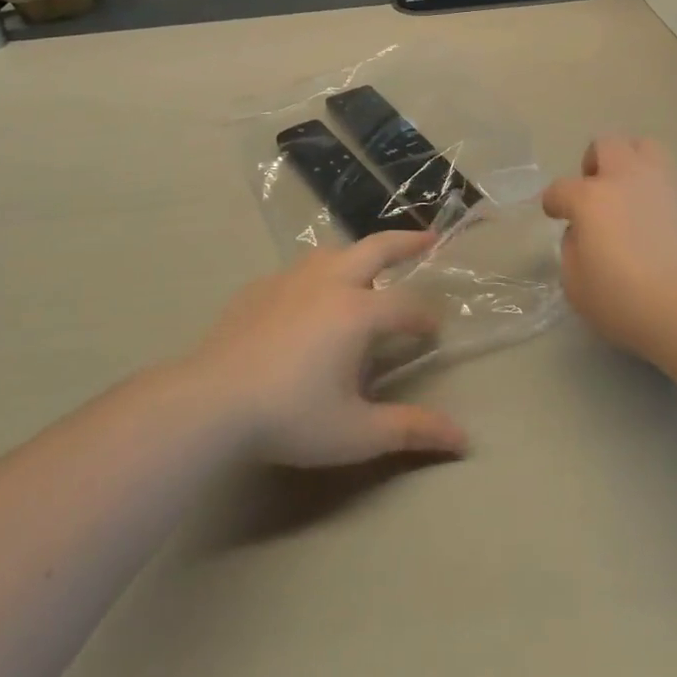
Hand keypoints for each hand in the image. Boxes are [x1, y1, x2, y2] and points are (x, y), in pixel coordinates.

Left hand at [185, 231, 467, 467]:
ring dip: (357, 254)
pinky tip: (307, 299)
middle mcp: (328, 282)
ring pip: (332, 251)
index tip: (433, 332)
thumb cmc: (291, 416)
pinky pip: (298, 271)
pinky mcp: (259, 287)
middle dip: (406, 242)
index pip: (406, 305)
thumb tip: (463, 438)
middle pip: (376, 247)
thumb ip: (410, 430)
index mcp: (357, 311)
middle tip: (429, 238)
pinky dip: (316, 275)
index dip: (425, 318)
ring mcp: (290, 279)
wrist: (212, 400)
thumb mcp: (356, 432)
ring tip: (366, 267)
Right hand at [541, 137, 676, 356]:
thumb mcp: (576, 285)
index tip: (555, 213)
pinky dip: (662, 189)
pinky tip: (663, 217)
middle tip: (595, 189)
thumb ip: (572, 250)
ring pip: (646, 148)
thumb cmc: (626, 301)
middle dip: (595, 162)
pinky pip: (673, 179)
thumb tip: (582, 234)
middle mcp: (627, 178)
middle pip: (606, 145)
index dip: (554, 201)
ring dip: (632, 162)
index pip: (561, 188)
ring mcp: (666, 184)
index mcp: (591, 198)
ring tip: (632, 192)